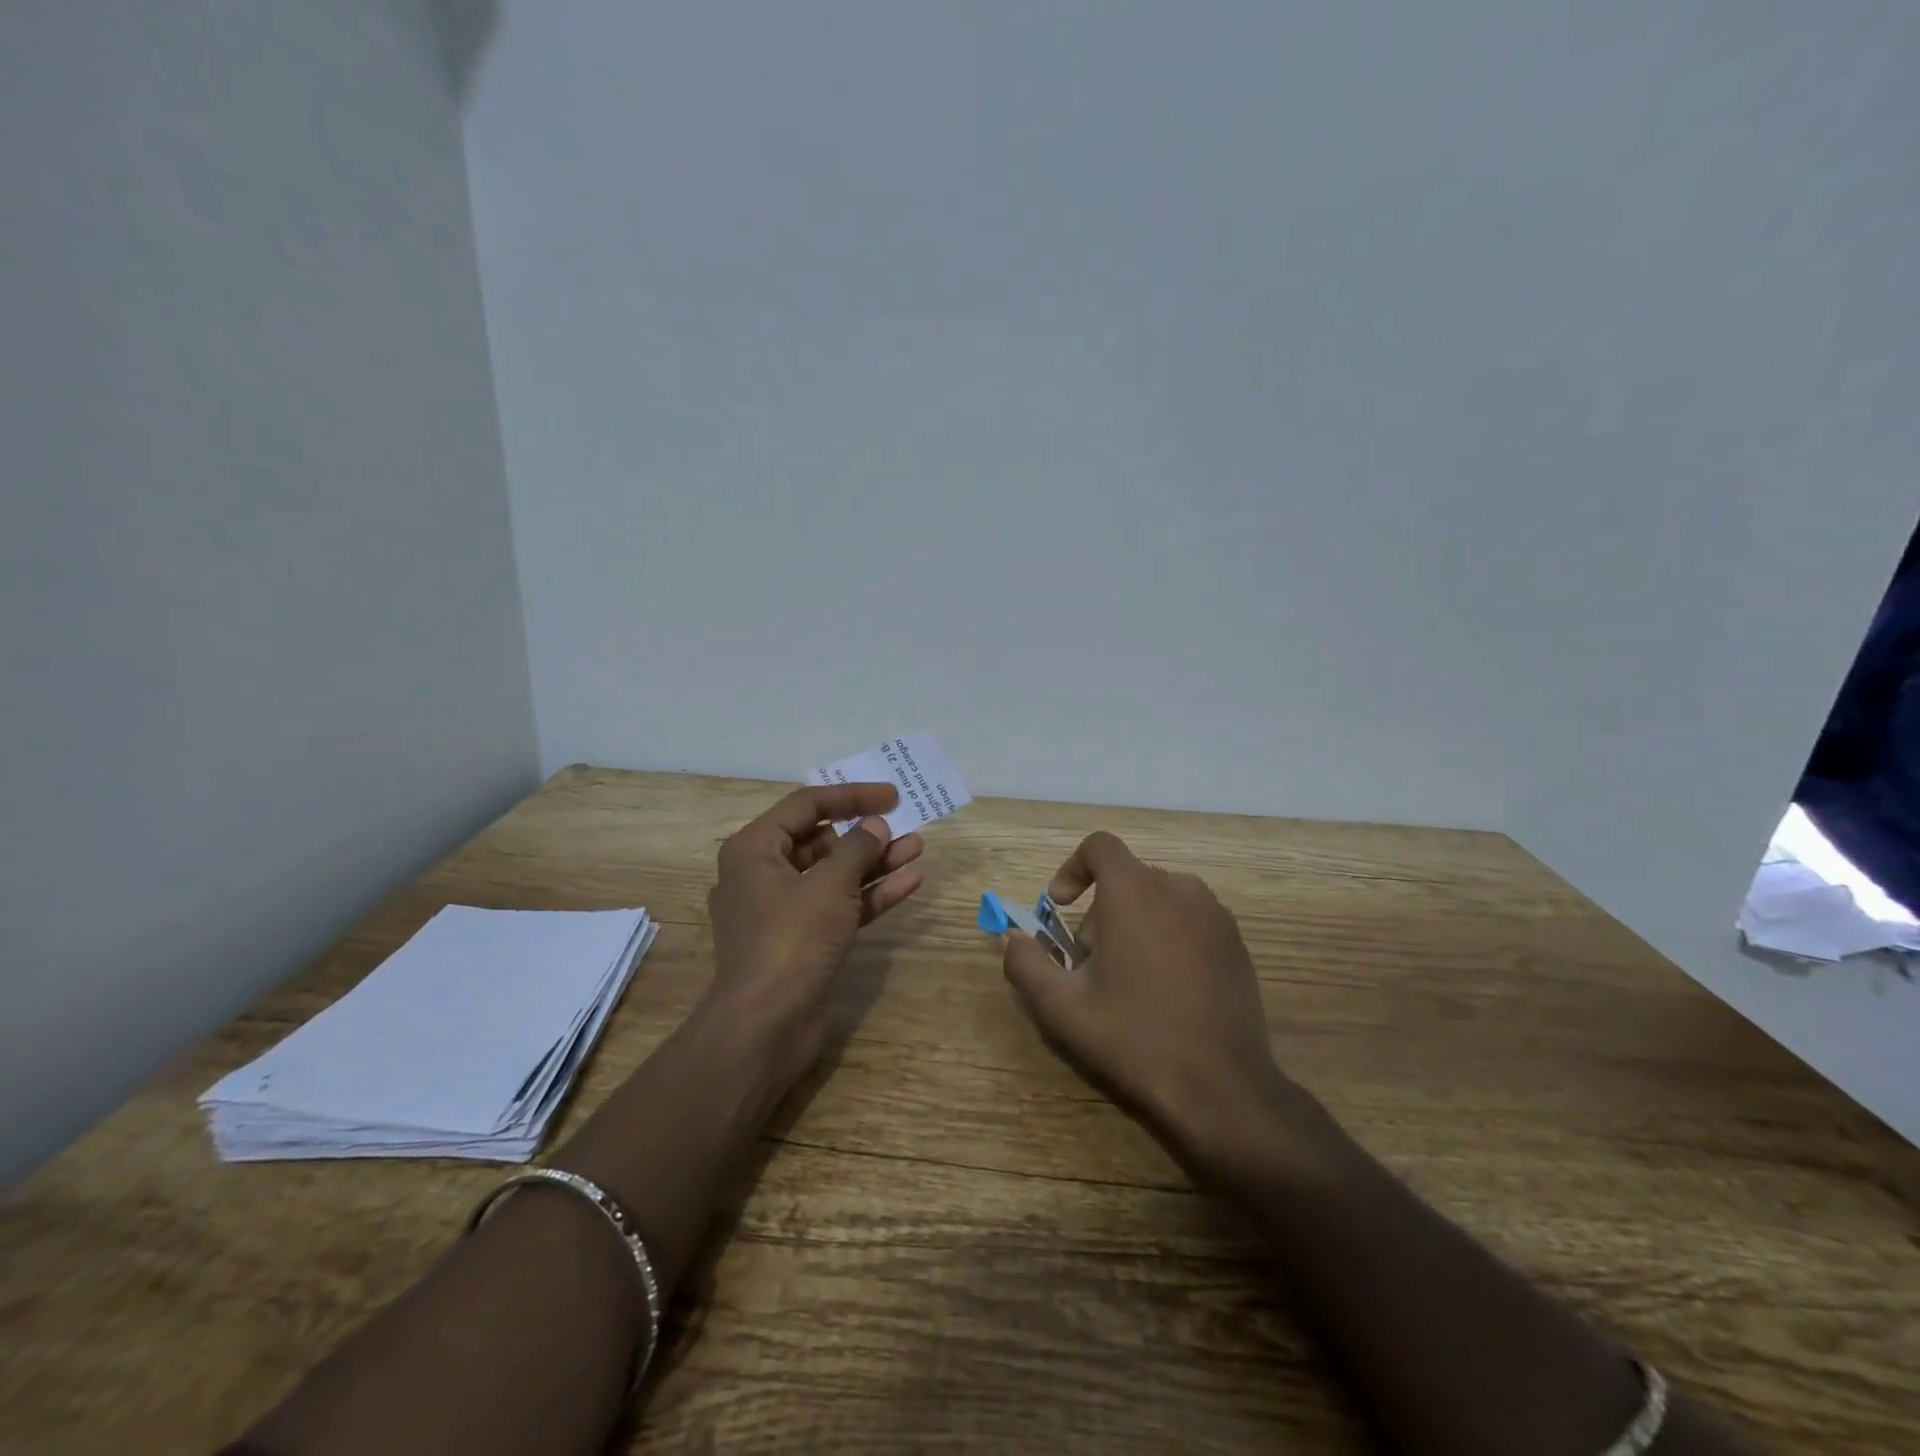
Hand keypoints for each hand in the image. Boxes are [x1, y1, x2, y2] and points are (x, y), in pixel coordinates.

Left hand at [704, 783, 924, 1086]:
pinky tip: (910, 881)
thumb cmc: (791, 940)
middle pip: (821, 840)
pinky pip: (841, 905)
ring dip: (875, 861)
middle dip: (865, 832)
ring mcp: (785, 910)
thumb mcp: (829, 885)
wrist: (767, 1026)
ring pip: (835, 874)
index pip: (806, 805)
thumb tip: (875, 826)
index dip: (851, 796)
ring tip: (917, 846)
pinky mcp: (804, 940)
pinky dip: (871, 893)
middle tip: (904, 822)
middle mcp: (764, 874)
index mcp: (754, 849)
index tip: (892, 795)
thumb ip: (857, 848)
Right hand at [1001, 831, 1289, 1162]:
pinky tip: (1166, 990)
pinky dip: (1167, 937)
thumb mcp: (1061, 1007)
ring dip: (1134, 924)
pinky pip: (1189, 920)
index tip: (1060, 907)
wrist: (1220, 1087)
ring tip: (1128, 980)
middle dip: (1099, 912)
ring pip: (1159, 899)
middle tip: (1090, 965)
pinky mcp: (1236, 942)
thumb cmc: (1133, 1038)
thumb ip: (1025, 962)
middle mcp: (1179, 888)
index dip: (1072, 868)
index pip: (1099, 846)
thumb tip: (1011, 937)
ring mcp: (1214, 915)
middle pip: (1127, 878)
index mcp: (1135, 891)